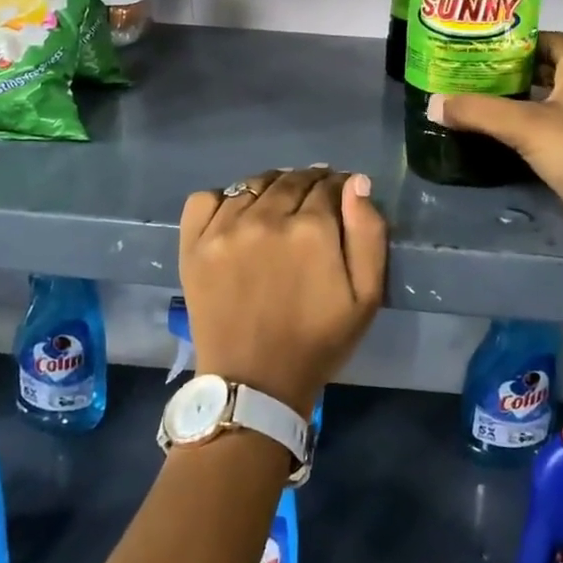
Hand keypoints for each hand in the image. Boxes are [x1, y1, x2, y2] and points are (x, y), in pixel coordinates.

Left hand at [178, 168, 386, 414]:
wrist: (254, 383)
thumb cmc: (318, 342)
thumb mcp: (366, 297)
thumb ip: (368, 234)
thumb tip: (356, 183)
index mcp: (312, 229)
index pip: (328, 185)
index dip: (338, 187)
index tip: (340, 197)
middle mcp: (266, 218)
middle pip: (291, 179)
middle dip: (308, 183)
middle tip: (312, 202)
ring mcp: (225, 229)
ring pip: (253, 184)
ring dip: (272, 187)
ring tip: (278, 206)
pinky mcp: (194, 244)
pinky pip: (206, 198)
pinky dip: (224, 198)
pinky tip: (236, 215)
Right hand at [428, 32, 562, 250]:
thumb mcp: (524, 124)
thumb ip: (478, 111)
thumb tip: (433, 103)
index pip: (558, 42)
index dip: (530, 37)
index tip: (495, 43)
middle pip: (549, 72)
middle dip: (515, 69)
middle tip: (477, 70)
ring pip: (545, 104)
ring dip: (516, 101)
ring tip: (478, 99)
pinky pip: (543, 134)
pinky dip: (521, 130)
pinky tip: (495, 135)